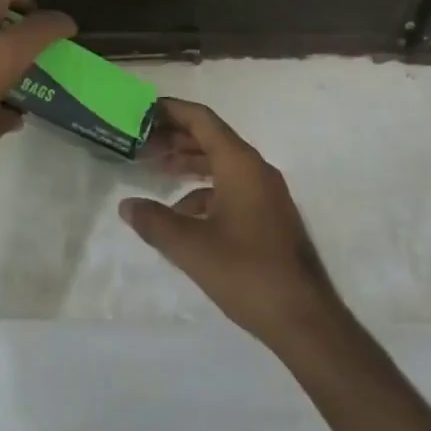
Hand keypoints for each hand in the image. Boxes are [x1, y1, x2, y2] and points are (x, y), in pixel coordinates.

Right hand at [119, 99, 338, 347]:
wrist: (304, 319)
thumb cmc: (246, 272)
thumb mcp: (191, 247)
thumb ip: (154, 222)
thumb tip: (126, 205)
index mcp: (240, 164)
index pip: (201, 120)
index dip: (171, 111)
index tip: (141, 111)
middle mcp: (255, 170)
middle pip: (211, 138)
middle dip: (175, 137)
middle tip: (140, 142)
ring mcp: (265, 194)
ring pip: (221, 164)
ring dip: (189, 163)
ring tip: (156, 169)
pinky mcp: (268, 217)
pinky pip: (231, 188)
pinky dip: (204, 191)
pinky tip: (182, 214)